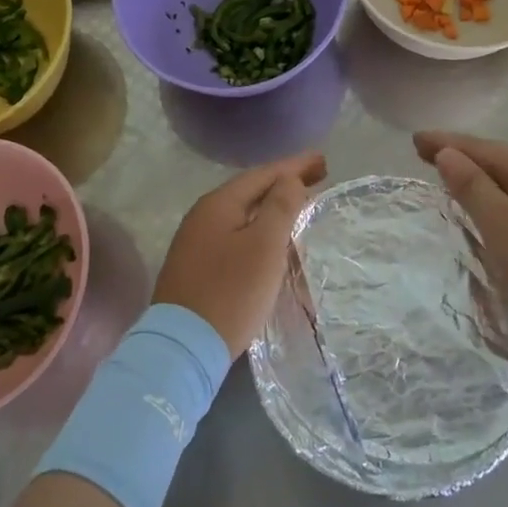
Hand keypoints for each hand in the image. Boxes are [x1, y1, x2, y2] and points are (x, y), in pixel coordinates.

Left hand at [153, 151, 327, 356]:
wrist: (183, 347)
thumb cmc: (230, 292)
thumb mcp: (264, 246)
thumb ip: (280, 207)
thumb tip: (289, 178)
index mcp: (218, 204)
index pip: (263, 174)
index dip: (294, 166)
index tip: (323, 160)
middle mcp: (203, 215)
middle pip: (251, 191)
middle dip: (284, 183)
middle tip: (318, 177)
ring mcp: (196, 242)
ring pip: (243, 214)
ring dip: (272, 207)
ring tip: (300, 204)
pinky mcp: (197, 266)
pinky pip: (236, 234)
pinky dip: (259, 229)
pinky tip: (272, 238)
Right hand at [414, 131, 507, 336]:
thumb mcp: (498, 221)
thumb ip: (470, 185)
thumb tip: (447, 153)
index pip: (480, 147)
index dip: (446, 143)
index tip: (415, 139)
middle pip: (495, 160)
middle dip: (460, 156)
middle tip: (425, 154)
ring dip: (477, 177)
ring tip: (450, 178)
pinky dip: (494, 197)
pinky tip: (487, 209)